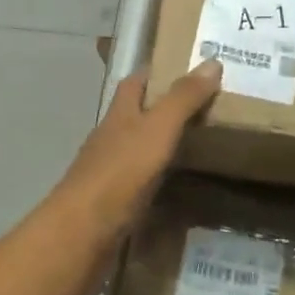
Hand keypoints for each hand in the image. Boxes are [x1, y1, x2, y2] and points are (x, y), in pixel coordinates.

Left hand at [57, 62, 221, 234]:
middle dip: (165, 108)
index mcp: (119, 113)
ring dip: (163, 143)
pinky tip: (178, 184)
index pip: (135, 82)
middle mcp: (111, 137)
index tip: (187, 69)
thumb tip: (212, 61)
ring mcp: (109, 171)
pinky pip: (141, 181)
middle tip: (205, 107)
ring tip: (200, 143)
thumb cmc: (120, 172)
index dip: (157, 72)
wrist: (82, 233)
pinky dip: (159, 178)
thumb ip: (183, 98)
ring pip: (138, 148)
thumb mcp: (158, 129)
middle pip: (137, 114)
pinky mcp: (113, 203)